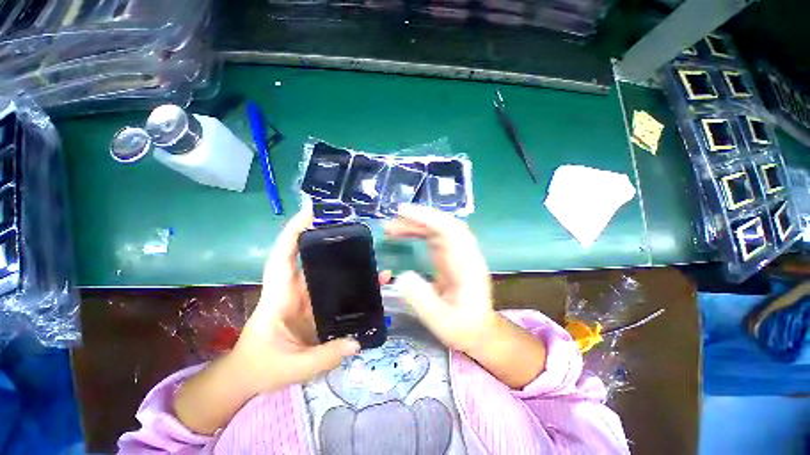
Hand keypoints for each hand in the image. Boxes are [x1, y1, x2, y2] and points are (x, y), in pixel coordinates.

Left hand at [230, 207, 360, 394]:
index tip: (311, 212)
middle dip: (329, 239)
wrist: (251, 376)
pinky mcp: (319, 306)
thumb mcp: (291, 367)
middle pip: (312, 257)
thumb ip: (324, 357)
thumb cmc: (261, 367)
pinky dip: (355, 283)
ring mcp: (309, 297)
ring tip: (372, 255)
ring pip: (329, 271)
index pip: (283, 255)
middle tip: (353, 227)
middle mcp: (295, 289)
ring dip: (349, 262)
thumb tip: (357, 342)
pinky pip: (338, 289)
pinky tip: (373, 283)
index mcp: (279, 295)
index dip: (294, 231)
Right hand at [384, 204, 495, 353]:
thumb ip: (422, 299)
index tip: (403, 212)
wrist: (480, 332)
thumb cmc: (463, 328)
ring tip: (392, 229)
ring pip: (440, 228)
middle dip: (419, 217)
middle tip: (393, 219)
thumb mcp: (441, 322)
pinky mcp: (452, 256)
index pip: (450, 231)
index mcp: (466, 266)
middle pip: (445, 224)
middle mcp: (465, 254)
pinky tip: (405, 235)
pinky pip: (436, 237)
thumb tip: (402, 277)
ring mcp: (459, 253)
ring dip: (417, 224)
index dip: (427, 217)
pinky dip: (420, 232)